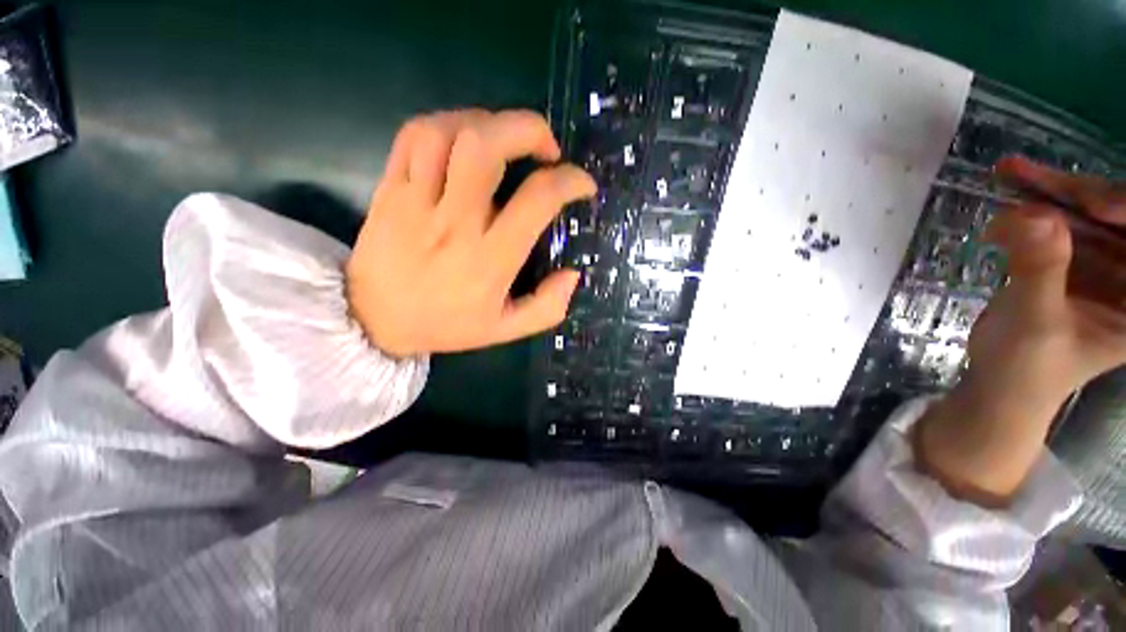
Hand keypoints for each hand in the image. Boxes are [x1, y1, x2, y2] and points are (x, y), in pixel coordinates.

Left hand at [346, 109, 595, 357]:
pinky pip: (413, 136)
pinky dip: (446, 124)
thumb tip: (573, 274)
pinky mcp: (389, 189)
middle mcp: (454, 222)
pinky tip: (464, 141)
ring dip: (488, 123)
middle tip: (546, 148)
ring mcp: (415, 201)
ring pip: (447, 131)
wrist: (374, 321)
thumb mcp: (506, 329)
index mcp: (489, 259)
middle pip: (486, 146)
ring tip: (506, 141)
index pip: (536, 200)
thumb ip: (547, 307)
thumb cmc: (447, 325)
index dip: (569, 181)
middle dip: (528, 130)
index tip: (582, 183)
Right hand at [917, 155, 1125, 503]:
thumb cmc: (1027, 368)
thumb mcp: (1036, 323)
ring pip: (1088, 211)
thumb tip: (1033, 216)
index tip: (1090, 204)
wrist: (1001, 383)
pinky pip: (1061, 220)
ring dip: (1050, 190)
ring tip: (1010, 173)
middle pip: (1119, 217)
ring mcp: (1104, 264)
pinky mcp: (1075, 259)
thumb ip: (1040, 271)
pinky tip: (1009, 193)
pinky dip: (1035, 204)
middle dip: (1079, 192)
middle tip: (1027, 174)